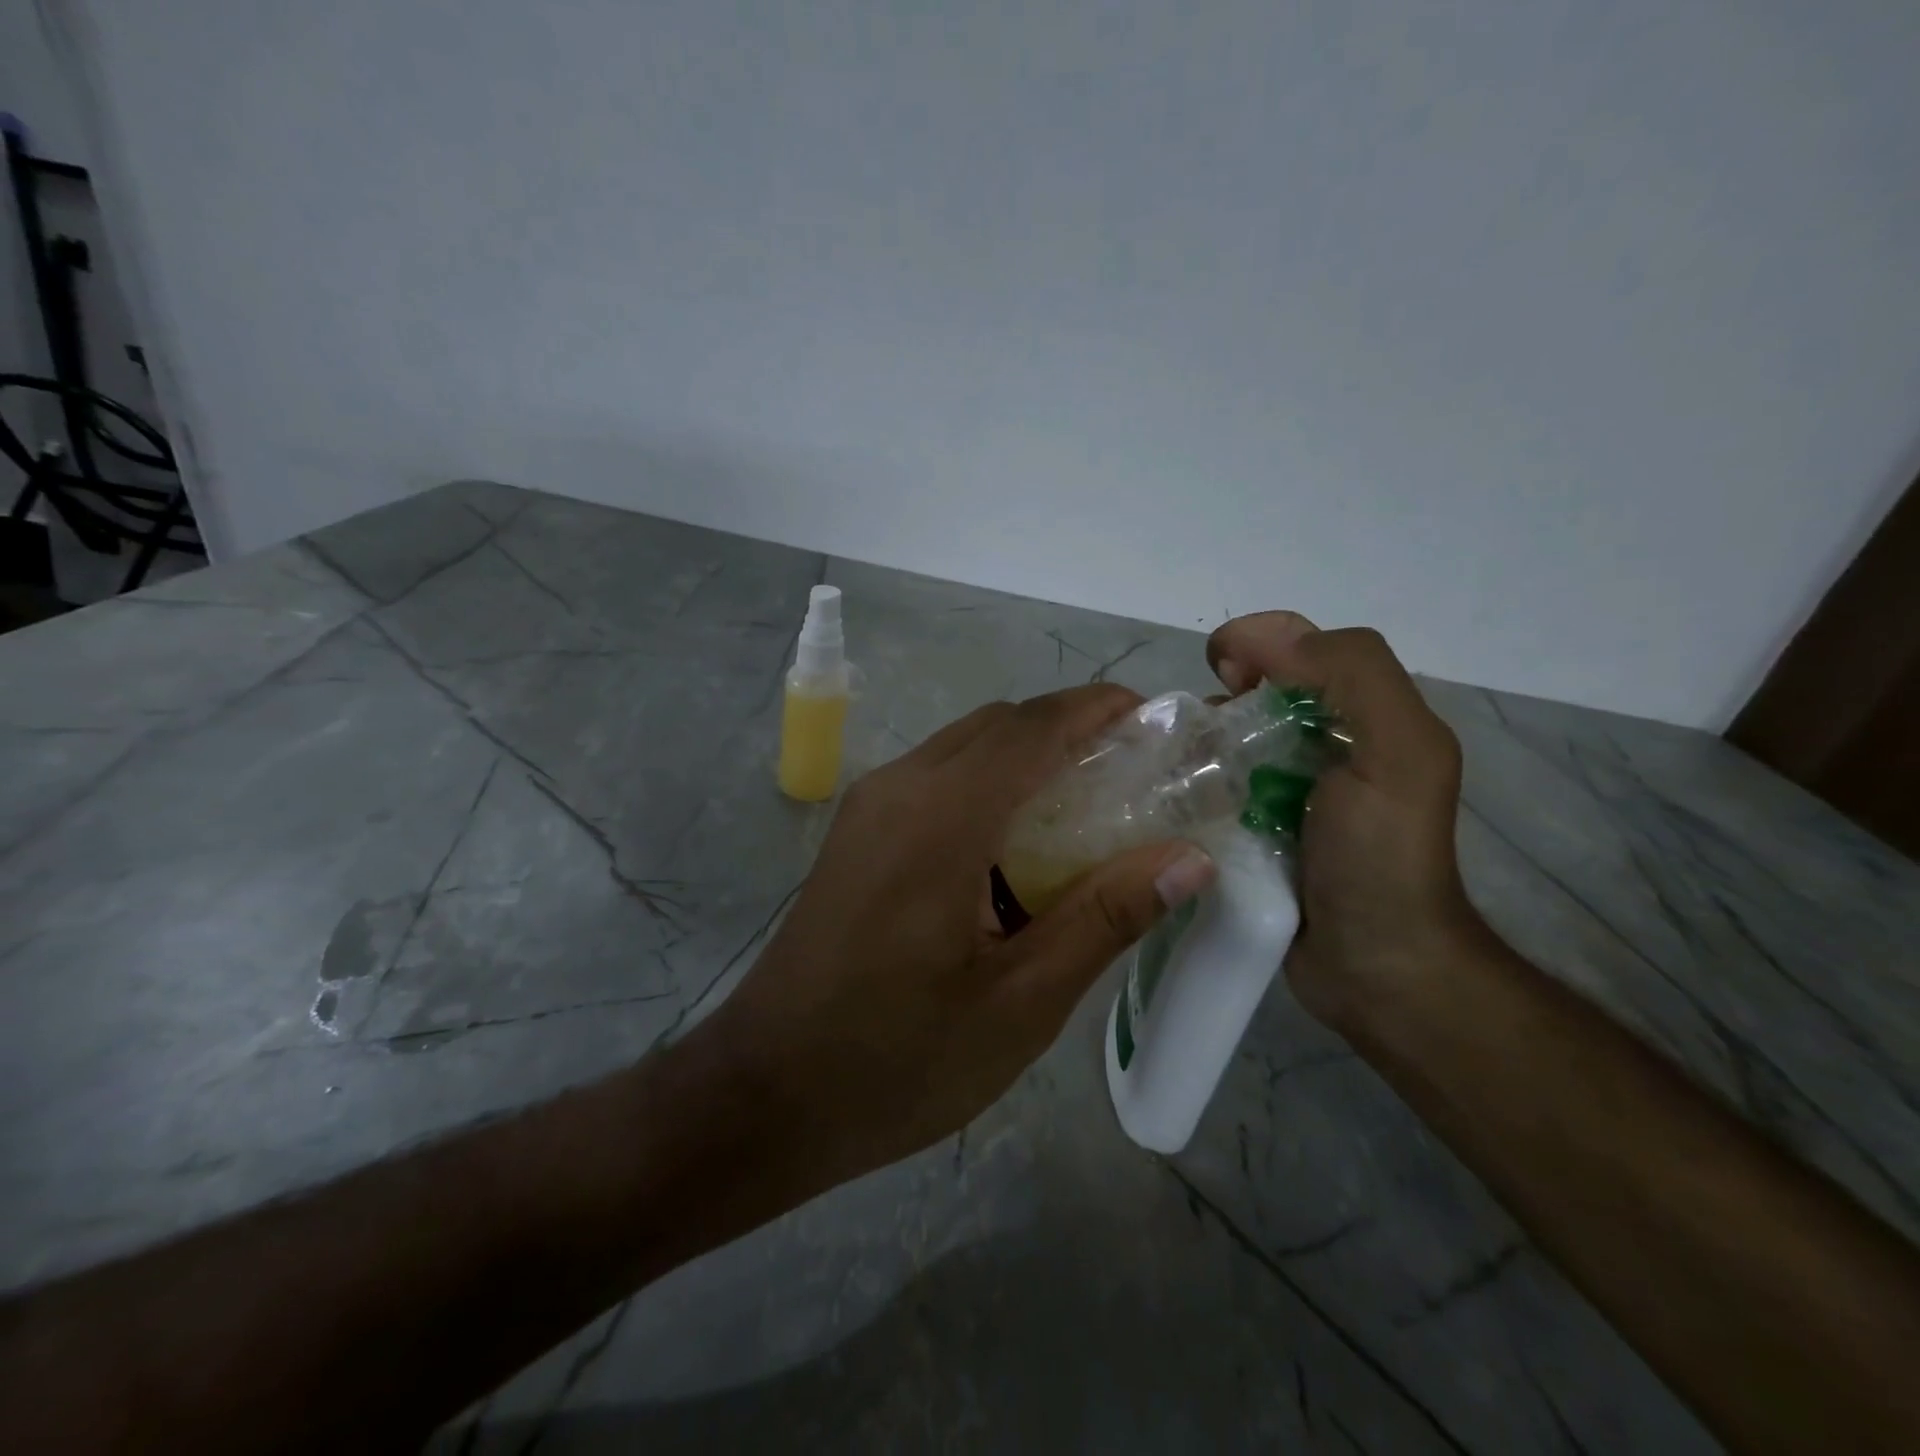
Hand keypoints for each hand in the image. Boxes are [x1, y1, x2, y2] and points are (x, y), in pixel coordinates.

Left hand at [712, 686, 1216, 1188]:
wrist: (766, 1092)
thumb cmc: (899, 1058)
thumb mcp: (1021, 1001)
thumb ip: (1106, 917)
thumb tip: (1189, 858)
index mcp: (941, 815)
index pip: (1034, 727)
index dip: (1099, 709)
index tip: (1157, 721)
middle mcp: (900, 787)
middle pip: (999, 725)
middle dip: (1069, 731)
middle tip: (1134, 778)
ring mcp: (869, 806)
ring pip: (965, 748)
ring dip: (1028, 759)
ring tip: (1088, 813)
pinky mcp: (857, 833)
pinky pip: (936, 780)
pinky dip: (989, 787)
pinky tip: (1017, 850)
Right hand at [1206, 612, 1482, 1030]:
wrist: (1373, 968)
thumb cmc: (1382, 857)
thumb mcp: (1398, 752)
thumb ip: (1352, 676)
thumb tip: (1261, 639)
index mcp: (1366, 716)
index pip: (1303, 649)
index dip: (1258, 643)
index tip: (1220, 672)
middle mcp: (1327, 745)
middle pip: (1259, 692)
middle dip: (1221, 695)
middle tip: (1196, 730)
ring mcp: (1286, 790)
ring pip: (1230, 738)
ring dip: (1199, 740)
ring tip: (1173, 766)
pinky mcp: (1254, 827)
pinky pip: (1214, 785)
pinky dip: (1191, 781)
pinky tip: (1173, 795)